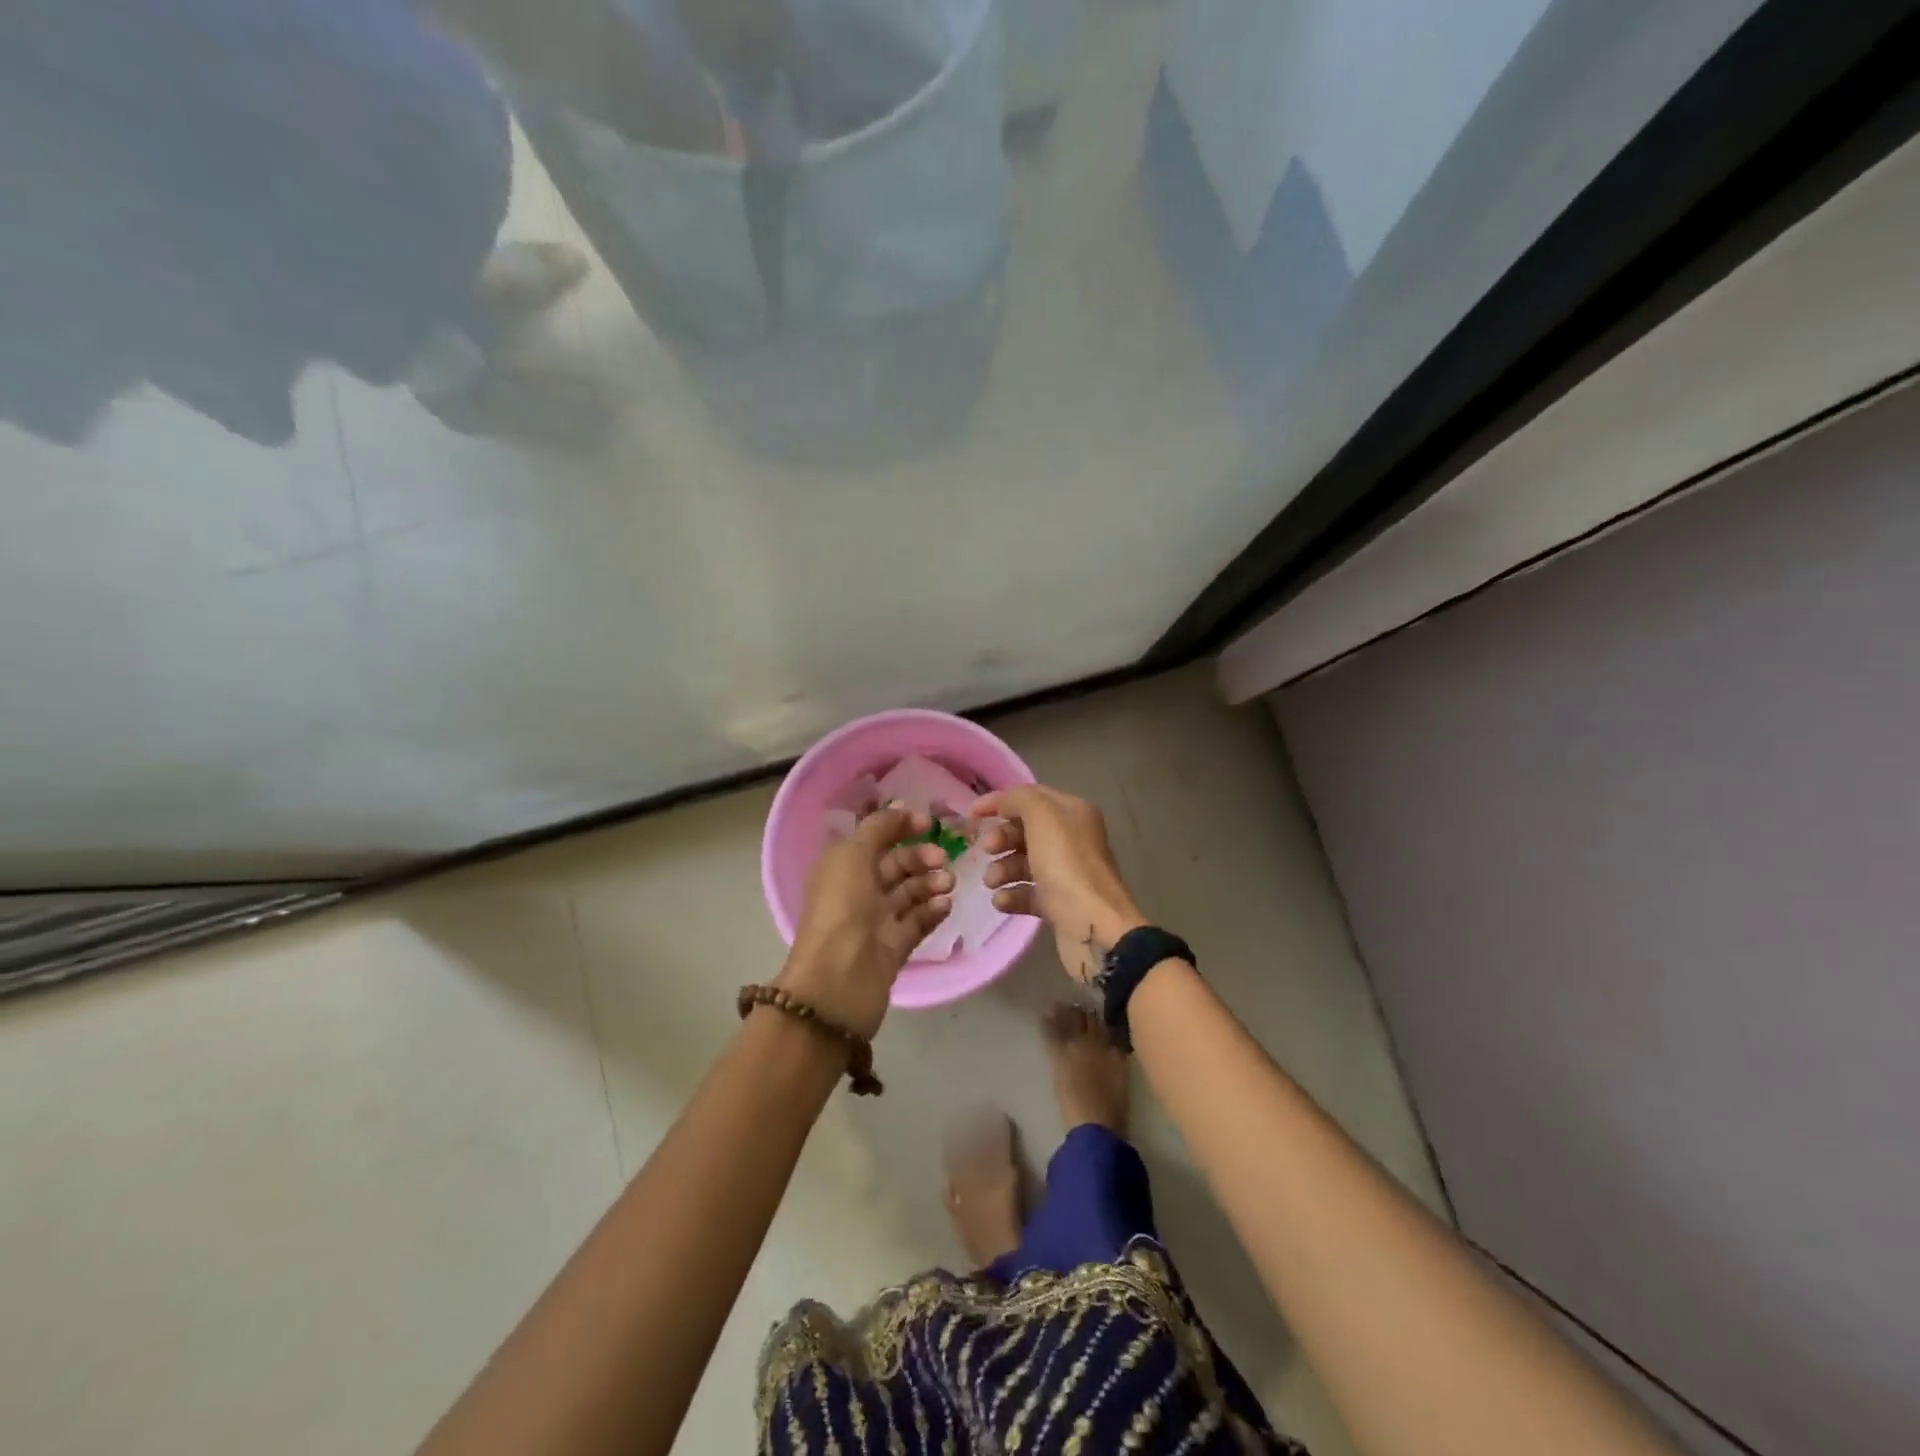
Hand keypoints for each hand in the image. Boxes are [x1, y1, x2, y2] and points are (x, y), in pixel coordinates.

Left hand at [778, 805, 953, 1038]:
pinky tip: (945, 906)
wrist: (839, 982)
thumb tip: (899, 810)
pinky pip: (918, 922)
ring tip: (948, 884)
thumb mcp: (853, 856)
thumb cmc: (842, 909)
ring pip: (910, 893)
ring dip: (931, 883)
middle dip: (920, 857)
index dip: (900, 827)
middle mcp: (858, 891)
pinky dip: (932, 911)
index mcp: (842, 866)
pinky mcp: (894, 947)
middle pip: (896, 865)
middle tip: (943, 859)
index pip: (874, 839)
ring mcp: (876, 921)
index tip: (929, 823)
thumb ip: (878, 828)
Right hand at [969, 785, 1146, 983]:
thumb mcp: (1042, 817)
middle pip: (1025, 830)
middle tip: (987, 850)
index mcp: (1073, 812)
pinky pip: (1027, 892)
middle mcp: (1072, 838)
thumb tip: (1005, 804)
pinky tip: (1002, 901)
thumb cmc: (1066, 864)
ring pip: (1023, 862)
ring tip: (992, 881)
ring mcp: (1066, 872)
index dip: (1000, 801)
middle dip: (1001, 838)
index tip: (971, 814)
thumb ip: (1019, 799)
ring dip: (1002, 869)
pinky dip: (1012, 895)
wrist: (1093, 926)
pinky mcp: (1059, 903)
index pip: (1031, 797)